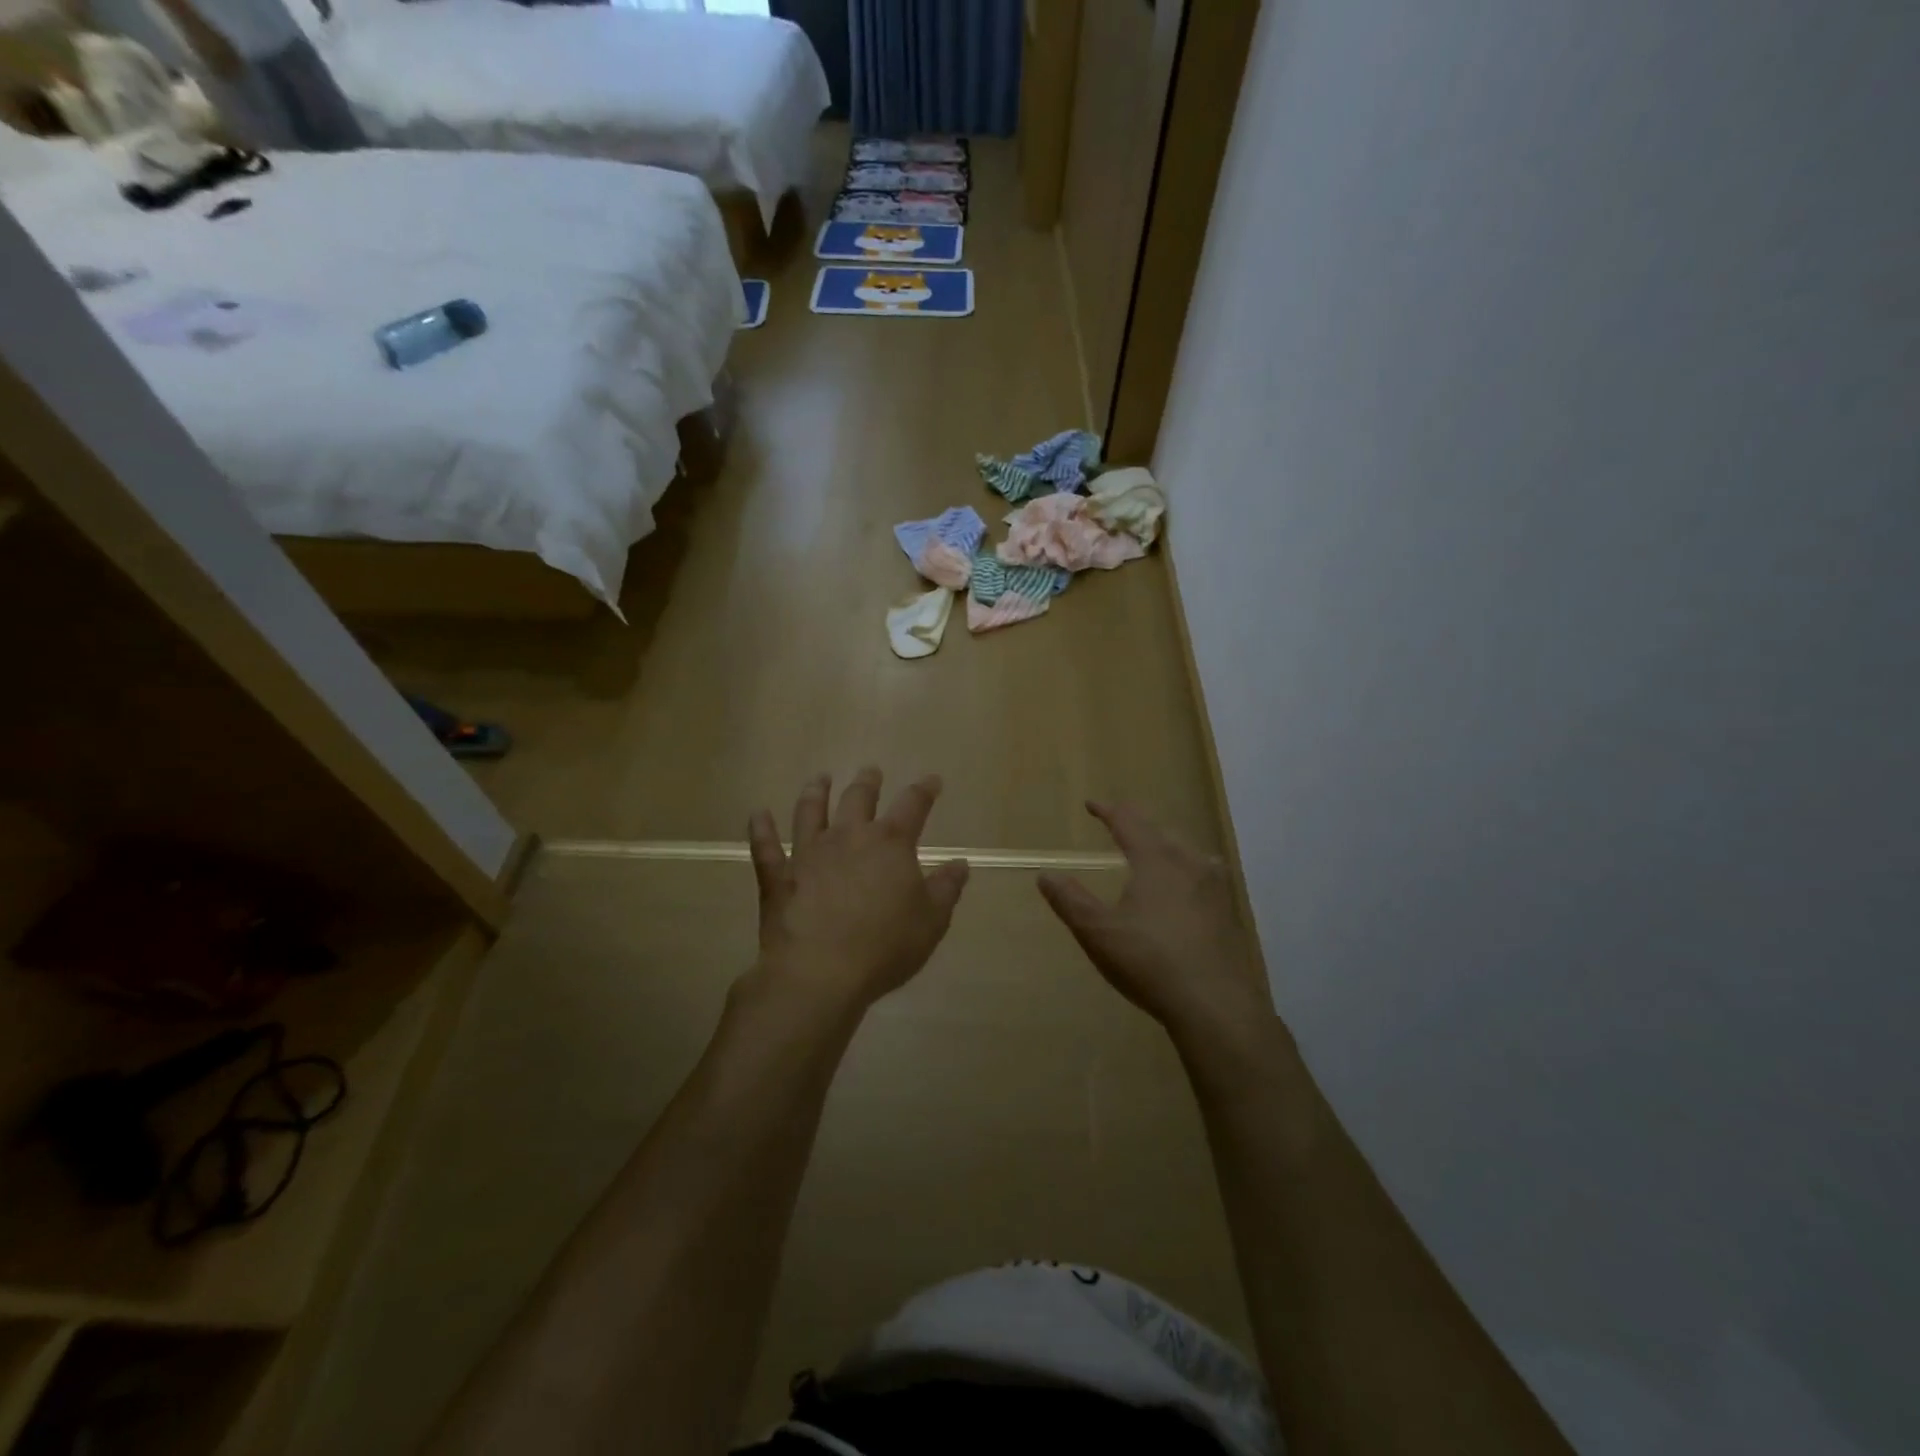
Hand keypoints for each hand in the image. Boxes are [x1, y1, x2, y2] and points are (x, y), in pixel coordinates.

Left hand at [746, 768, 969, 1013]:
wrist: (820, 972)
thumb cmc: (884, 946)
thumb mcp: (931, 920)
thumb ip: (946, 888)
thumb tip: (960, 863)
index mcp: (890, 843)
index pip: (913, 805)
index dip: (924, 790)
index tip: (931, 781)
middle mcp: (848, 836)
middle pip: (858, 798)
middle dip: (868, 783)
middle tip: (871, 772)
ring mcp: (808, 852)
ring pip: (811, 811)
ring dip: (816, 792)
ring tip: (820, 779)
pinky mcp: (778, 876)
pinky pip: (766, 846)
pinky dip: (761, 828)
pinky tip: (758, 814)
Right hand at [1039, 802, 1270, 1039]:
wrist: (1215, 1004)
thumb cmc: (1149, 961)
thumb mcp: (1097, 932)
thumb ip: (1070, 900)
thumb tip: (1045, 874)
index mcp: (1155, 860)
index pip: (1128, 822)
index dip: (1107, 811)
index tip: (1091, 804)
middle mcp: (1188, 863)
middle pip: (1160, 830)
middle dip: (1137, 823)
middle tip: (1120, 822)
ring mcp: (1215, 887)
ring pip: (1187, 850)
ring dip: (1165, 842)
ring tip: (1154, 847)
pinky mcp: (1229, 911)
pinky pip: (1205, 873)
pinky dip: (1188, 866)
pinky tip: (1190, 884)